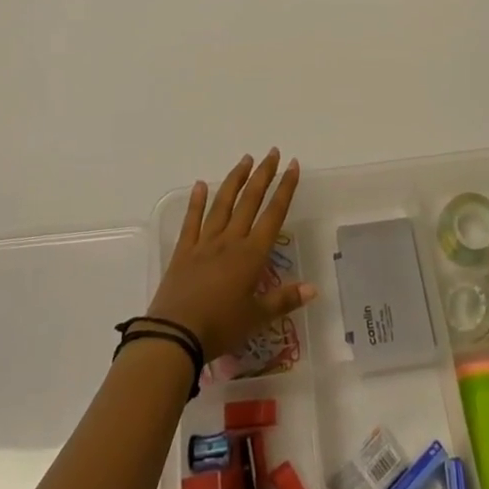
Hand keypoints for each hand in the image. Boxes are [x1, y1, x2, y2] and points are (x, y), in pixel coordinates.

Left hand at [147, 149, 316, 357]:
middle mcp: (230, 240)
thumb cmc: (220, 328)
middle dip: (263, 175)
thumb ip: (284, 300)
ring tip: (245, 159)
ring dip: (236, 180)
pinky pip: (192, 221)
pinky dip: (197, 201)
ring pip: (223, 204)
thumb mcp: (257, 319)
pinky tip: (201, 184)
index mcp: (251, 255)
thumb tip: (314, 288)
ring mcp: (205, 242)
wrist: (174, 335)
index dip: (285, 188)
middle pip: (250, 200)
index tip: (292, 165)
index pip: (273, 214)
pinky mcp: (183, 251)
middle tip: (272, 152)